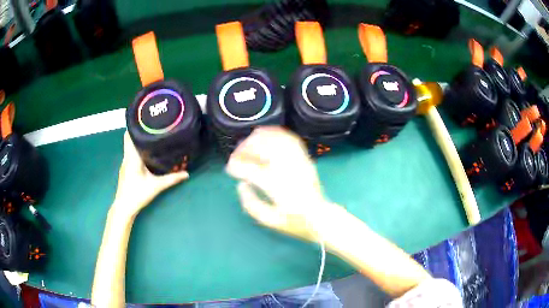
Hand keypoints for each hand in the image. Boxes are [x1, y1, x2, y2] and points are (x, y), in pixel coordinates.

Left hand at [112, 132, 188, 216]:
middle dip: (140, 132)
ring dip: (139, 142)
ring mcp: (125, 163)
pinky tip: (146, 154)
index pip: (129, 136)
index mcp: (132, 157)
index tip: (145, 120)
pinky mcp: (126, 169)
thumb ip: (171, 179)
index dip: (135, 126)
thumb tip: (187, 173)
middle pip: (130, 139)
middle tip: (153, 128)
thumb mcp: (156, 186)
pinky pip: (131, 154)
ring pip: (130, 147)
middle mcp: (127, 157)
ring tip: (152, 138)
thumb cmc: (137, 194)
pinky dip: (137, 151)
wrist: (124, 207)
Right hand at [226, 126, 333, 241]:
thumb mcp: (270, 220)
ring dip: (259, 138)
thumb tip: (241, 185)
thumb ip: (251, 204)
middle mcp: (288, 170)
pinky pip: (291, 140)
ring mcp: (299, 162)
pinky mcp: (305, 159)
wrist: (320, 217)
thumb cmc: (294, 221)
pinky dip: (278, 133)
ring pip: (277, 140)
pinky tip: (268, 134)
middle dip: (245, 147)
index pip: (251, 169)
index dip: (236, 165)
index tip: (229, 168)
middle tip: (236, 154)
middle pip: (263, 148)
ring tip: (248, 142)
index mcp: (277, 187)